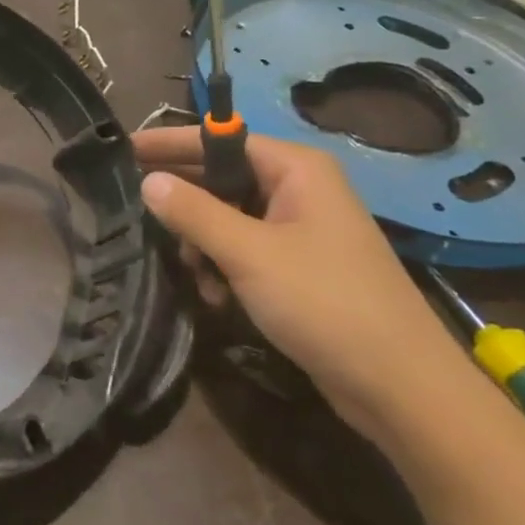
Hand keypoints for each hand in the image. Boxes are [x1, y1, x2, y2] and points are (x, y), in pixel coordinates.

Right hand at [131, 126, 468, 440]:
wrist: (399, 385)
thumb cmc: (324, 303)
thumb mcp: (249, 253)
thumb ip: (194, 213)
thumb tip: (148, 181)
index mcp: (297, 169)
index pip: (221, 139)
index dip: (171, 144)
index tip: (124, 149)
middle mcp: (301, 189)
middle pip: (223, 178)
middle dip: (186, 203)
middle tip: (142, 218)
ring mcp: (302, 229)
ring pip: (230, 217)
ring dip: (204, 243)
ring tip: (193, 273)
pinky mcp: (301, 266)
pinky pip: (246, 249)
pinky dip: (225, 266)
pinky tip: (217, 296)